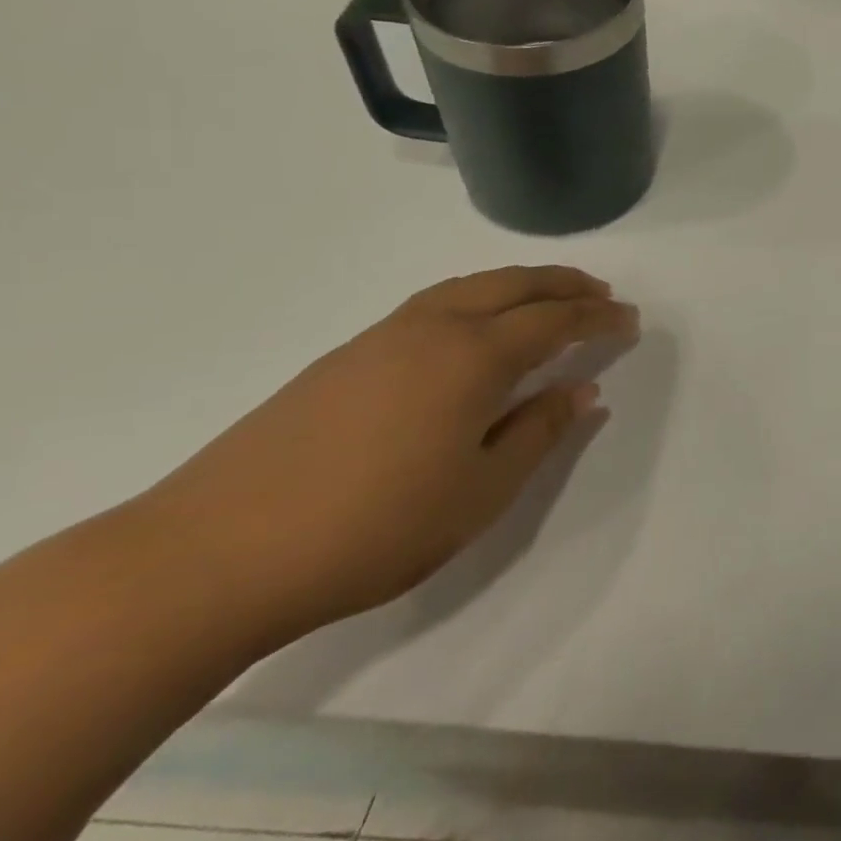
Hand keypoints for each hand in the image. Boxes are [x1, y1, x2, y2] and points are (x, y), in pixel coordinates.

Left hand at [144, 267, 637, 644]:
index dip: (599, 318)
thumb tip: (582, 390)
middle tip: (601, 293)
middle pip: (514, 284)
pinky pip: (435, 303)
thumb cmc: (371, 529)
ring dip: (520, 284)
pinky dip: (478, 298)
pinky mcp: (345, 355)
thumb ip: (539, 433)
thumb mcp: (480, 492)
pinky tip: (476, 326)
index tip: (631, 321)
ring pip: (470, 286)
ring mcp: (383, 337)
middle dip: (565, 284)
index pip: (555, 321)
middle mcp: (433, 328)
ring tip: (549, 298)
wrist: (210, 556)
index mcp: (473, 357)